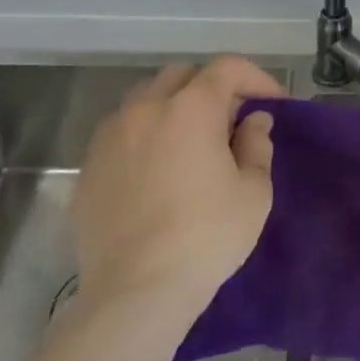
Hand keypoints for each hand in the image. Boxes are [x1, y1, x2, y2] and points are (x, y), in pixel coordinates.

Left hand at [71, 57, 286, 319]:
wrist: (136, 292)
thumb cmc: (206, 236)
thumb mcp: (254, 191)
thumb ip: (257, 145)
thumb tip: (253, 121)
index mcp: (191, 108)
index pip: (227, 68)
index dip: (255, 78)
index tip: (271, 103)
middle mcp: (146, 109)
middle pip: (182, 75)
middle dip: (211, 87)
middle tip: (231, 120)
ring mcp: (110, 137)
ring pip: (145, 100)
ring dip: (173, 107)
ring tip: (190, 141)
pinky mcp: (88, 169)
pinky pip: (121, 134)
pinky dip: (144, 136)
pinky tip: (156, 170)